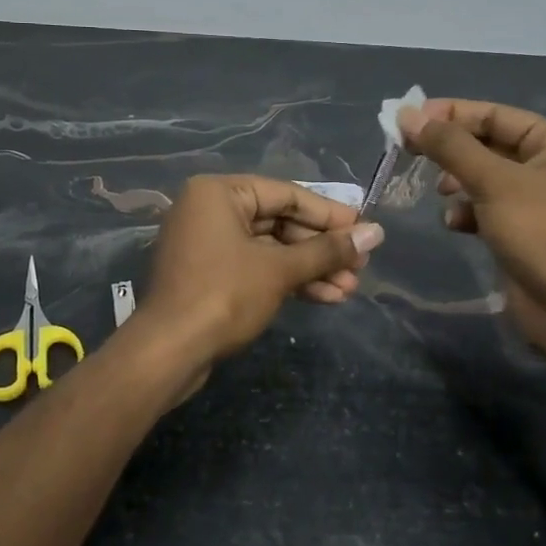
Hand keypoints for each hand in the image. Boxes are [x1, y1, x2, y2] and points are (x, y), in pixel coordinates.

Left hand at [137, 175, 383, 388]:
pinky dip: (287, 280)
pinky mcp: (209, 275)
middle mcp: (210, 210)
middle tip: (360, 266)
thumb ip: (328, 250)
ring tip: (350, 289)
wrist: (168, 352)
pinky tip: (326, 296)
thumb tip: (377, 232)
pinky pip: (256, 267)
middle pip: (280, 222)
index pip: (287, 195)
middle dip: (321, 249)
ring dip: (310, 268)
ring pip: (270, 249)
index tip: (364, 231)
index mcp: (219, 192)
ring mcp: (207, 244)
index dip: (330, 215)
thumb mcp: (280, 270)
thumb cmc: (224, 296)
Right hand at [399, 99, 545, 373]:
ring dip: (456, 181)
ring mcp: (535, 201)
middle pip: (487, 144)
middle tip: (407, 150)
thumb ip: (449, 146)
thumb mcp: (493, 182)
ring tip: (438, 190)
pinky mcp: (521, 231)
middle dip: (450, 148)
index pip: (494, 114)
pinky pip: (485, 208)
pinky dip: (466, 211)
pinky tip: (453, 224)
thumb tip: (406, 115)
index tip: (407, 119)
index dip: (450, 114)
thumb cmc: (541, 232)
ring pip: (482, 177)